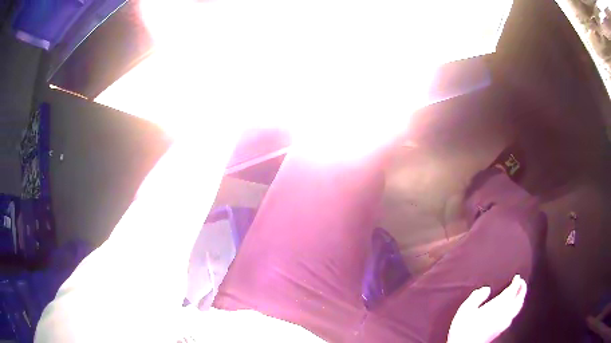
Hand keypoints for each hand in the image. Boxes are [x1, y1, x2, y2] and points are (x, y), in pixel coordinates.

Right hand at [447, 275, 526, 342]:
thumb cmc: (464, 328)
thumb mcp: (465, 310)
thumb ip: (476, 297)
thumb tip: (486, 289)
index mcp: (497, 306)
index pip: (511, 291)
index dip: (516, 283)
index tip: (517, 277)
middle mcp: (504, 314)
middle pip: (518, 300)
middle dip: (522, 290)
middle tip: (522, 282)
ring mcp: (503, 323)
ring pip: (517, 309)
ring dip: (520, 299)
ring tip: (520, 294)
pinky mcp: (500, 330)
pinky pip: (513, 315)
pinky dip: (516, 308)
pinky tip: (512, 310)